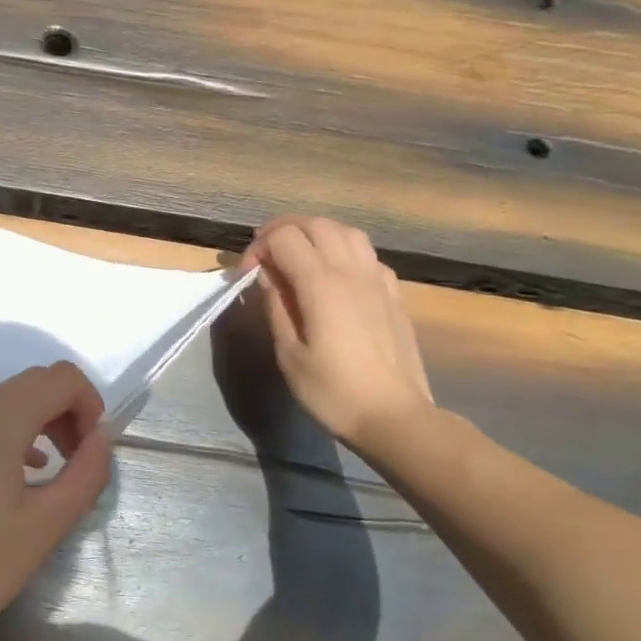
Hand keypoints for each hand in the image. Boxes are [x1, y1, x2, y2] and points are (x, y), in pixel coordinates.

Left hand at [0, 362, 112, 640]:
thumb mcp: (50, 521)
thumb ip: (87, 471)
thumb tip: (102, 438)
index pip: (59, 378)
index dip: (89, 402)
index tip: (94, 447)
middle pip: (34, 382)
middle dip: (68, 409)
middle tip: (82, 458)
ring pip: (9, 400)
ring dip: (43, 420)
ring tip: (59, 468)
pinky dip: (15, 433)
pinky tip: (25, 474)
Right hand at [244, 216, 434, 452]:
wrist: (394, 416)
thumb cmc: (332, 391)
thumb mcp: (289, 354)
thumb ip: (276, 307)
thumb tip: (266, 276)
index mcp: (321, 284)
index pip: (284, 238)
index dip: (258, 247)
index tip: (247, 276)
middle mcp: (351, 271)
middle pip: (316, 224)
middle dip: (284, 231)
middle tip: (265, 256)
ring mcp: (377, 280)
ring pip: (347, 232)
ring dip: (317, 234)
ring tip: (299, 257)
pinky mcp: (394, 294)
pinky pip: (368, 255)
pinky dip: (344, 252)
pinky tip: (336, 277)